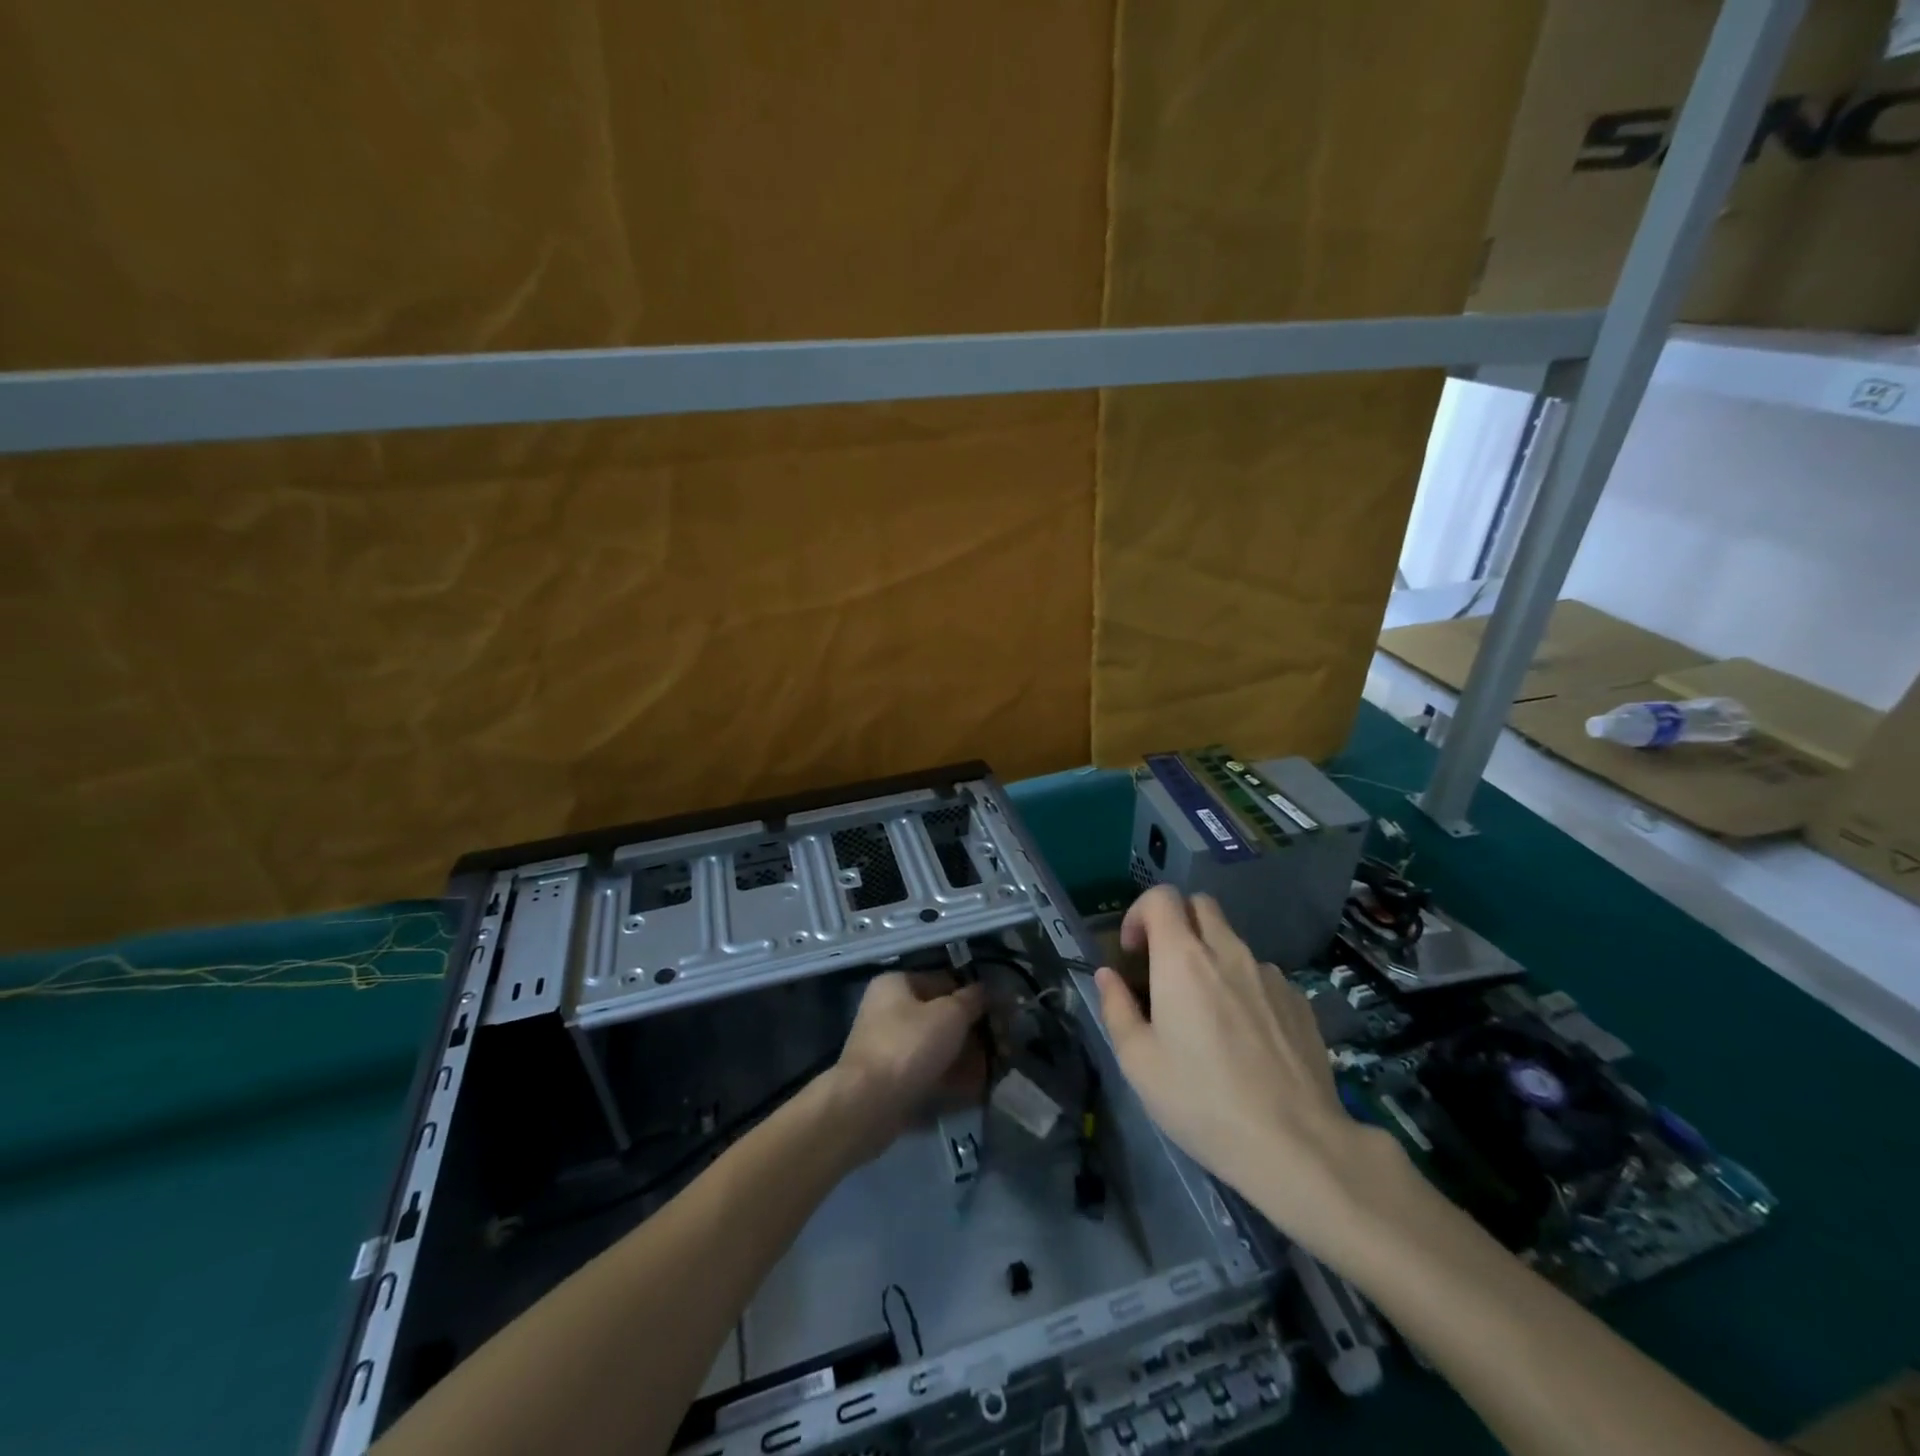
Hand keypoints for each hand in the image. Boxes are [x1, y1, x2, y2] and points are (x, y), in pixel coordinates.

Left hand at [831, 972, 985, 1156]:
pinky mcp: (891, 1079)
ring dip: (965, 1057)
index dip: (974, 995)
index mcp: (896, 984)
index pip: (944, 980)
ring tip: (993, 1070)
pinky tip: (975, 1089)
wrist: (868, 1105)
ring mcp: (888, 1046)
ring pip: (936, 1046)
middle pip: (941, 1016)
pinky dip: (950, 1078)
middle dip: (972, 1032)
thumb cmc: (909, 1046)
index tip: (1000, 1012)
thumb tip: (986, 990)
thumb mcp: (950, 1014)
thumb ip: (972, 999)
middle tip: (1001, 1045)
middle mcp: (888, 1010)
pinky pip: (928, 1072)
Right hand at [1094, 886, 1399, 1244]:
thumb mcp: (1139, 1062)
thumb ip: (1116, 1008)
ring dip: (1212, 957)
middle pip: (1201, 905)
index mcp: (1183, 959)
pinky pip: (1262, 975)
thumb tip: (1108, 976)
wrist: (1295, 1144)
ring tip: (1208, 1012)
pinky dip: (1244, 987)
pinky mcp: (1300, 1000)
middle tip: (1165, 967)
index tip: (1133, 952)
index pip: (1161, 897)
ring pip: (1233, 942)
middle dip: (1177, 922)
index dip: (1140, 913)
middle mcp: (1228, 952)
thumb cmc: (1202, 1100)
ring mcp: (1270, 974)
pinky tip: (1246, 1037)